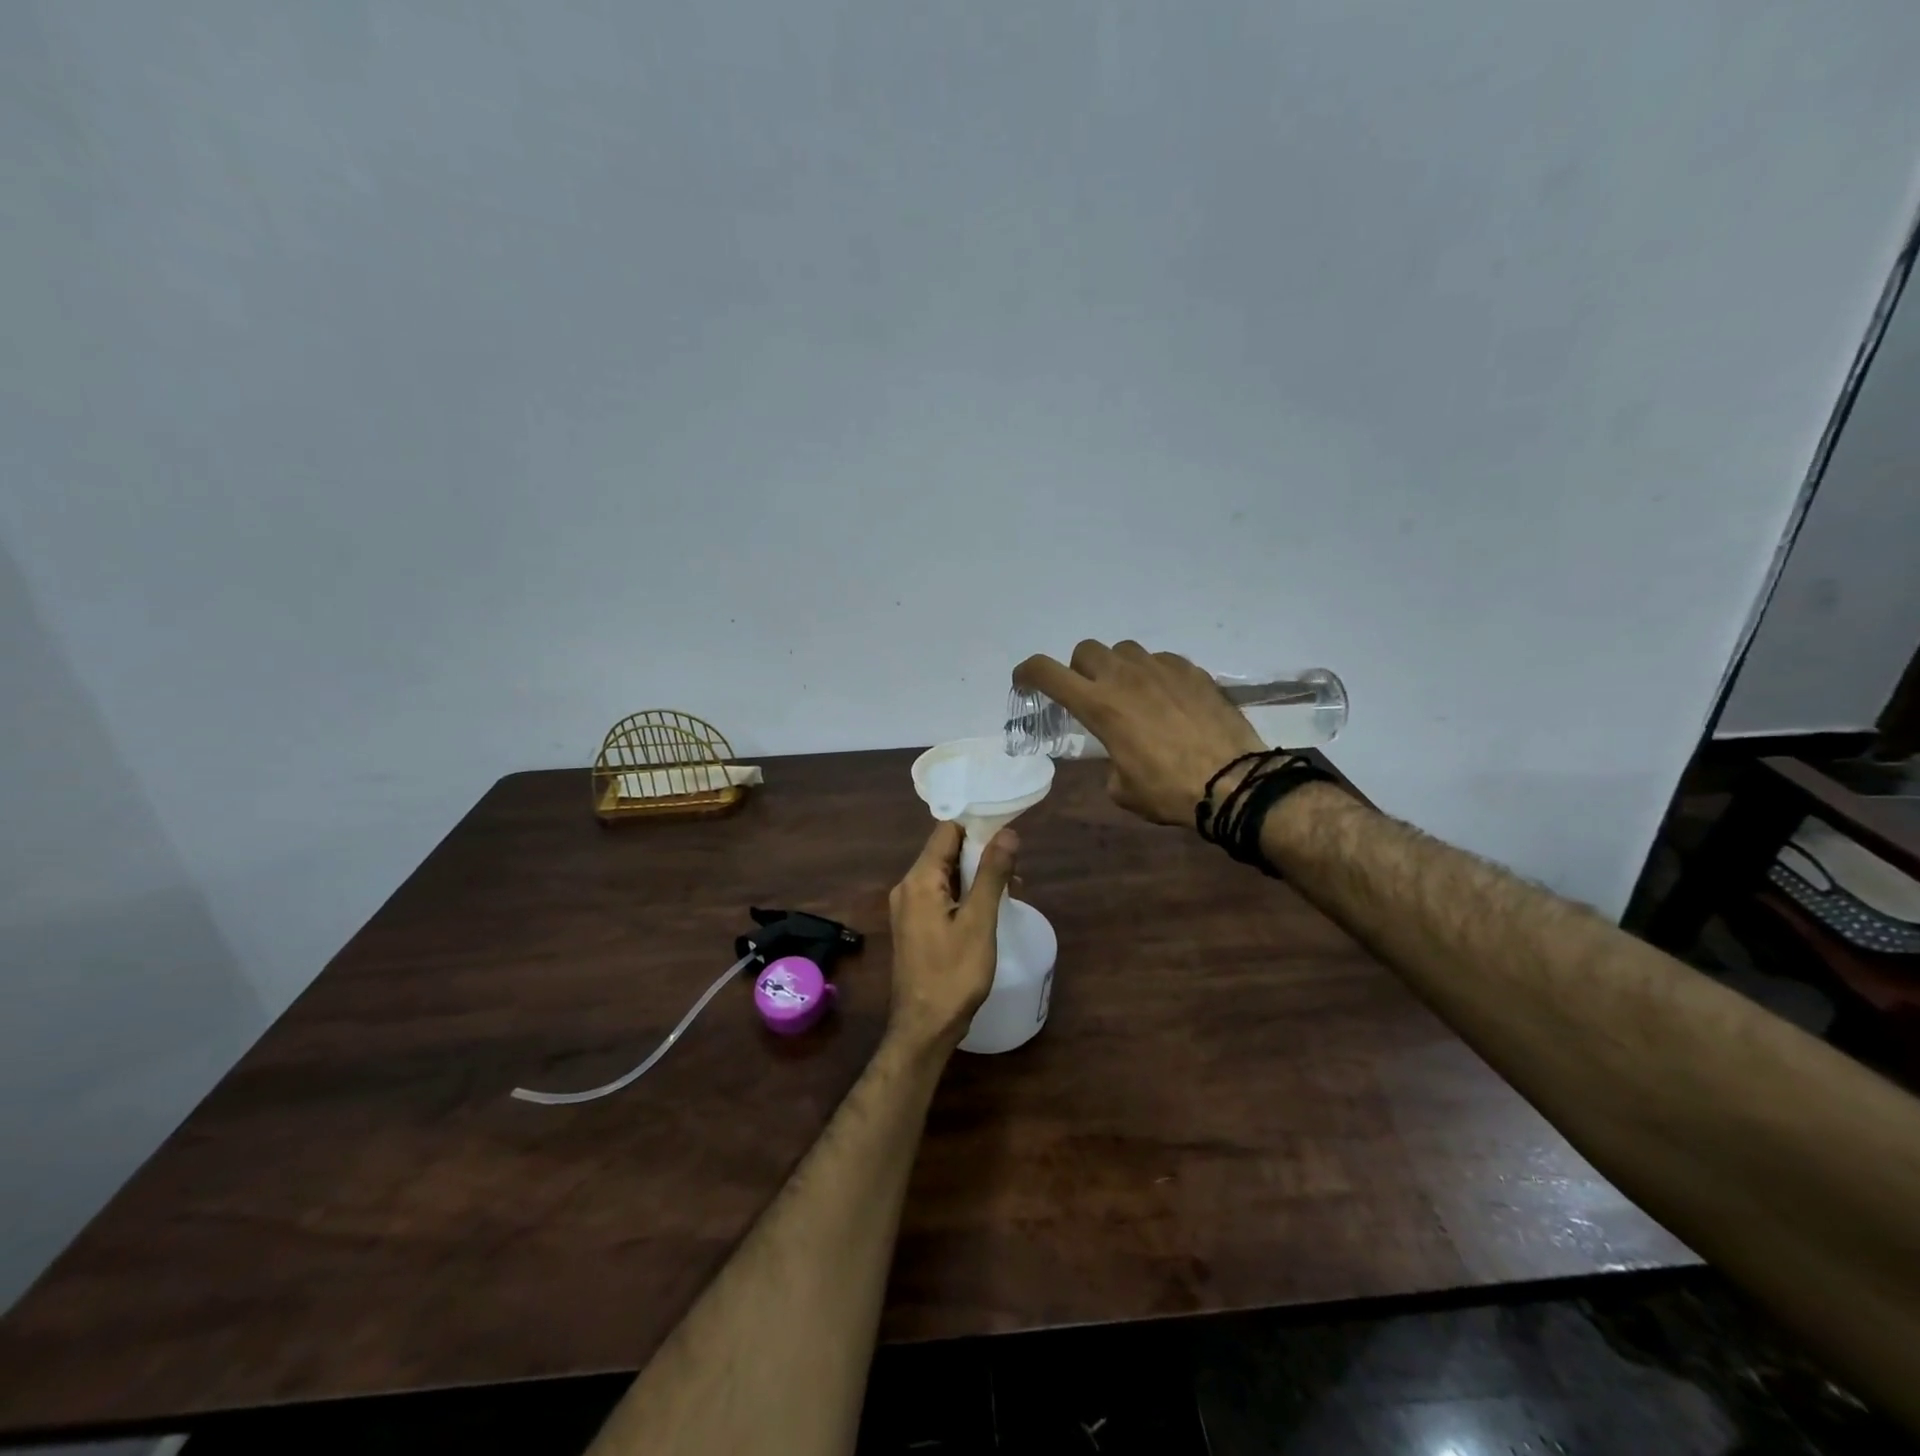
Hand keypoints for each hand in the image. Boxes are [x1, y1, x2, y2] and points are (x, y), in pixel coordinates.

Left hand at [886, 821, 1017, 1055]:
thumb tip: (1008, 833)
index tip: (1008, 829)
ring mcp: (909, 907)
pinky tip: (990, 906)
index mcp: (919, 880)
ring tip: (1012, 886)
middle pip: (946, 851)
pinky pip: (941, 895)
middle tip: (1016, 863)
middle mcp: (907, 887)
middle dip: (981, 852)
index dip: (977, 825)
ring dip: (976, 874)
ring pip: (945, 874)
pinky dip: (965, 893)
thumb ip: (992, 874)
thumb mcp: (979, 922)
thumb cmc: (953, 975)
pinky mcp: (915, 925)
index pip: (947, 831)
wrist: (924, 1028)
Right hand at [1014, 641, 1266, 826]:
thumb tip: (1118, 756)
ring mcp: (1160, 668)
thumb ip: (1109, 761)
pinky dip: (1154, 674)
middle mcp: (1124, 677)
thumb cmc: (1168, 791)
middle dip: (1079, 670)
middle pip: (1086, 651)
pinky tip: (1167, 699)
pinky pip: (1161, 660)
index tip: (1024, 681)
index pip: (1047, 672)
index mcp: (1099, 705)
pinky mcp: (1191, 670)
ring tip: (1131, 695)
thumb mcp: (1122, 789)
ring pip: (1124, 650)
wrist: (1233, 781)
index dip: (1028, 672)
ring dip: (1117, 668)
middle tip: (1090, 696)